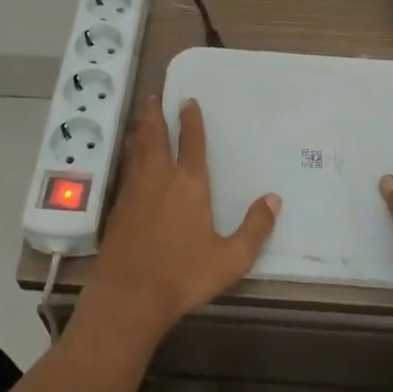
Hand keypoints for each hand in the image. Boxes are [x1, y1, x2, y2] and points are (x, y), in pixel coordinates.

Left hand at [86, 97, 278, 344]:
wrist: (130, 294)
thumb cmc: (184, 274)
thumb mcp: (231, 258)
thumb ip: (255, 228)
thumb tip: (274, 199)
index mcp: (189, 184)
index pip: (191, 141)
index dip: (190, 119)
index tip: (188, 101)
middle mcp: (159, 177)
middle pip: (155, 135)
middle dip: (156, 114)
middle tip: (156, 97)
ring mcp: (134, 190)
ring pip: (137, 149)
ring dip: (141, 129)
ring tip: (142, 117)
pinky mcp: (118, 206)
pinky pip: (126, 168)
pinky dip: (130, 154)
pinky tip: (130, 159)